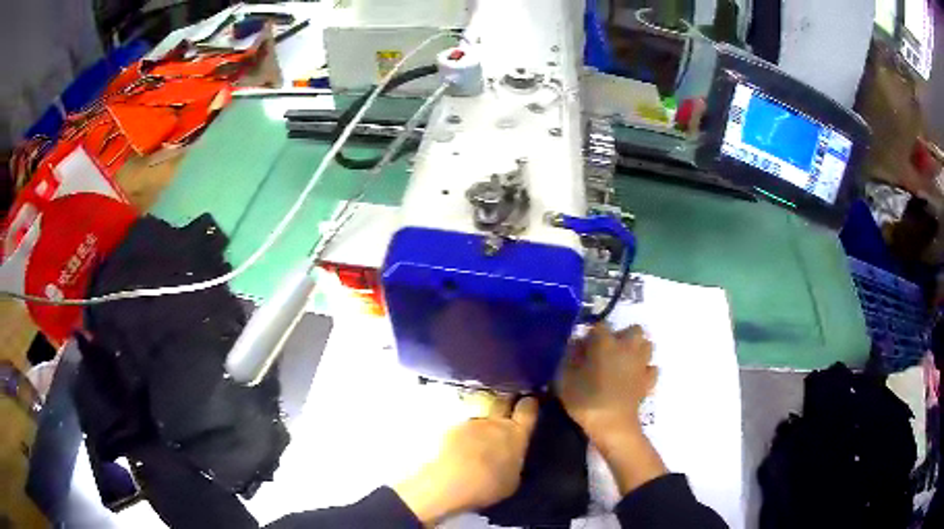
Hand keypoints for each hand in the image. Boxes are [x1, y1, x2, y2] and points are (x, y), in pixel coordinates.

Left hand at [393, 397, 538, 524]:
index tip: (530, 402)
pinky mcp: (450, 430)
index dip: (529, 404)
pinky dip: (464, 436)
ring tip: (478, 441)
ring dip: (482, 425)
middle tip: (507, 410)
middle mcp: (494, 422)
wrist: (451, 484)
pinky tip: (459, 451)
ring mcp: (470, 424)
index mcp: (516, 433)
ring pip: (481, 417)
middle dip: (506, 402)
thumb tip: (511, 456)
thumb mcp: (514, 478)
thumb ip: (514, 460)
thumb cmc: (490, 486)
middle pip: (502, 401)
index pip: (527, 408)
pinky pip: (462, 429)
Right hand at [558, 324, 656, 439]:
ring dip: (637, 349)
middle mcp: (628, 347)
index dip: (592, 334)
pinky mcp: (649, 380)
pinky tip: (634, 378)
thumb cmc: (585, 400)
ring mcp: (641, 363)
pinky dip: (644, 370)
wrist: (612, 424)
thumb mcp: (565, 378)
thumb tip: (576, 345)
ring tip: (623, 362)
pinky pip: (651, 368)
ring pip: (647, 345)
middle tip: (608, 351)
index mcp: (606, 343)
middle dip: (623, 336)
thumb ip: (569, 357)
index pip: (600, 325)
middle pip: (633, 329)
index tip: (583, 346)